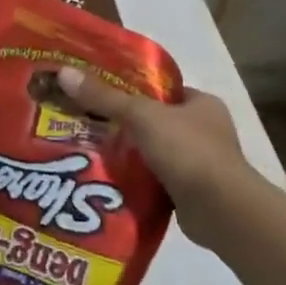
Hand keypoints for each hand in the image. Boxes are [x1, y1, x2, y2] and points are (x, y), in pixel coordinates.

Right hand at [55, 68, 256, 248]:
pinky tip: (108, 178)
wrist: (221, 211)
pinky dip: (136, 179)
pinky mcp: (191, 192)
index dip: (131, 88)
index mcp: (202, 103)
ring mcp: (200, 163)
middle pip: (154, 120)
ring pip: (153, 151)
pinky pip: (156, 179)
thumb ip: (104, 97)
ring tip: (89, 149)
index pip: (161, 89)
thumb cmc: (188, 151)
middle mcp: (205, 130)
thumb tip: (64, 72)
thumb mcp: (141, 116)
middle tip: (85, 121)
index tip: (99, 91)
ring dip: (128, 153)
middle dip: (124, 124)